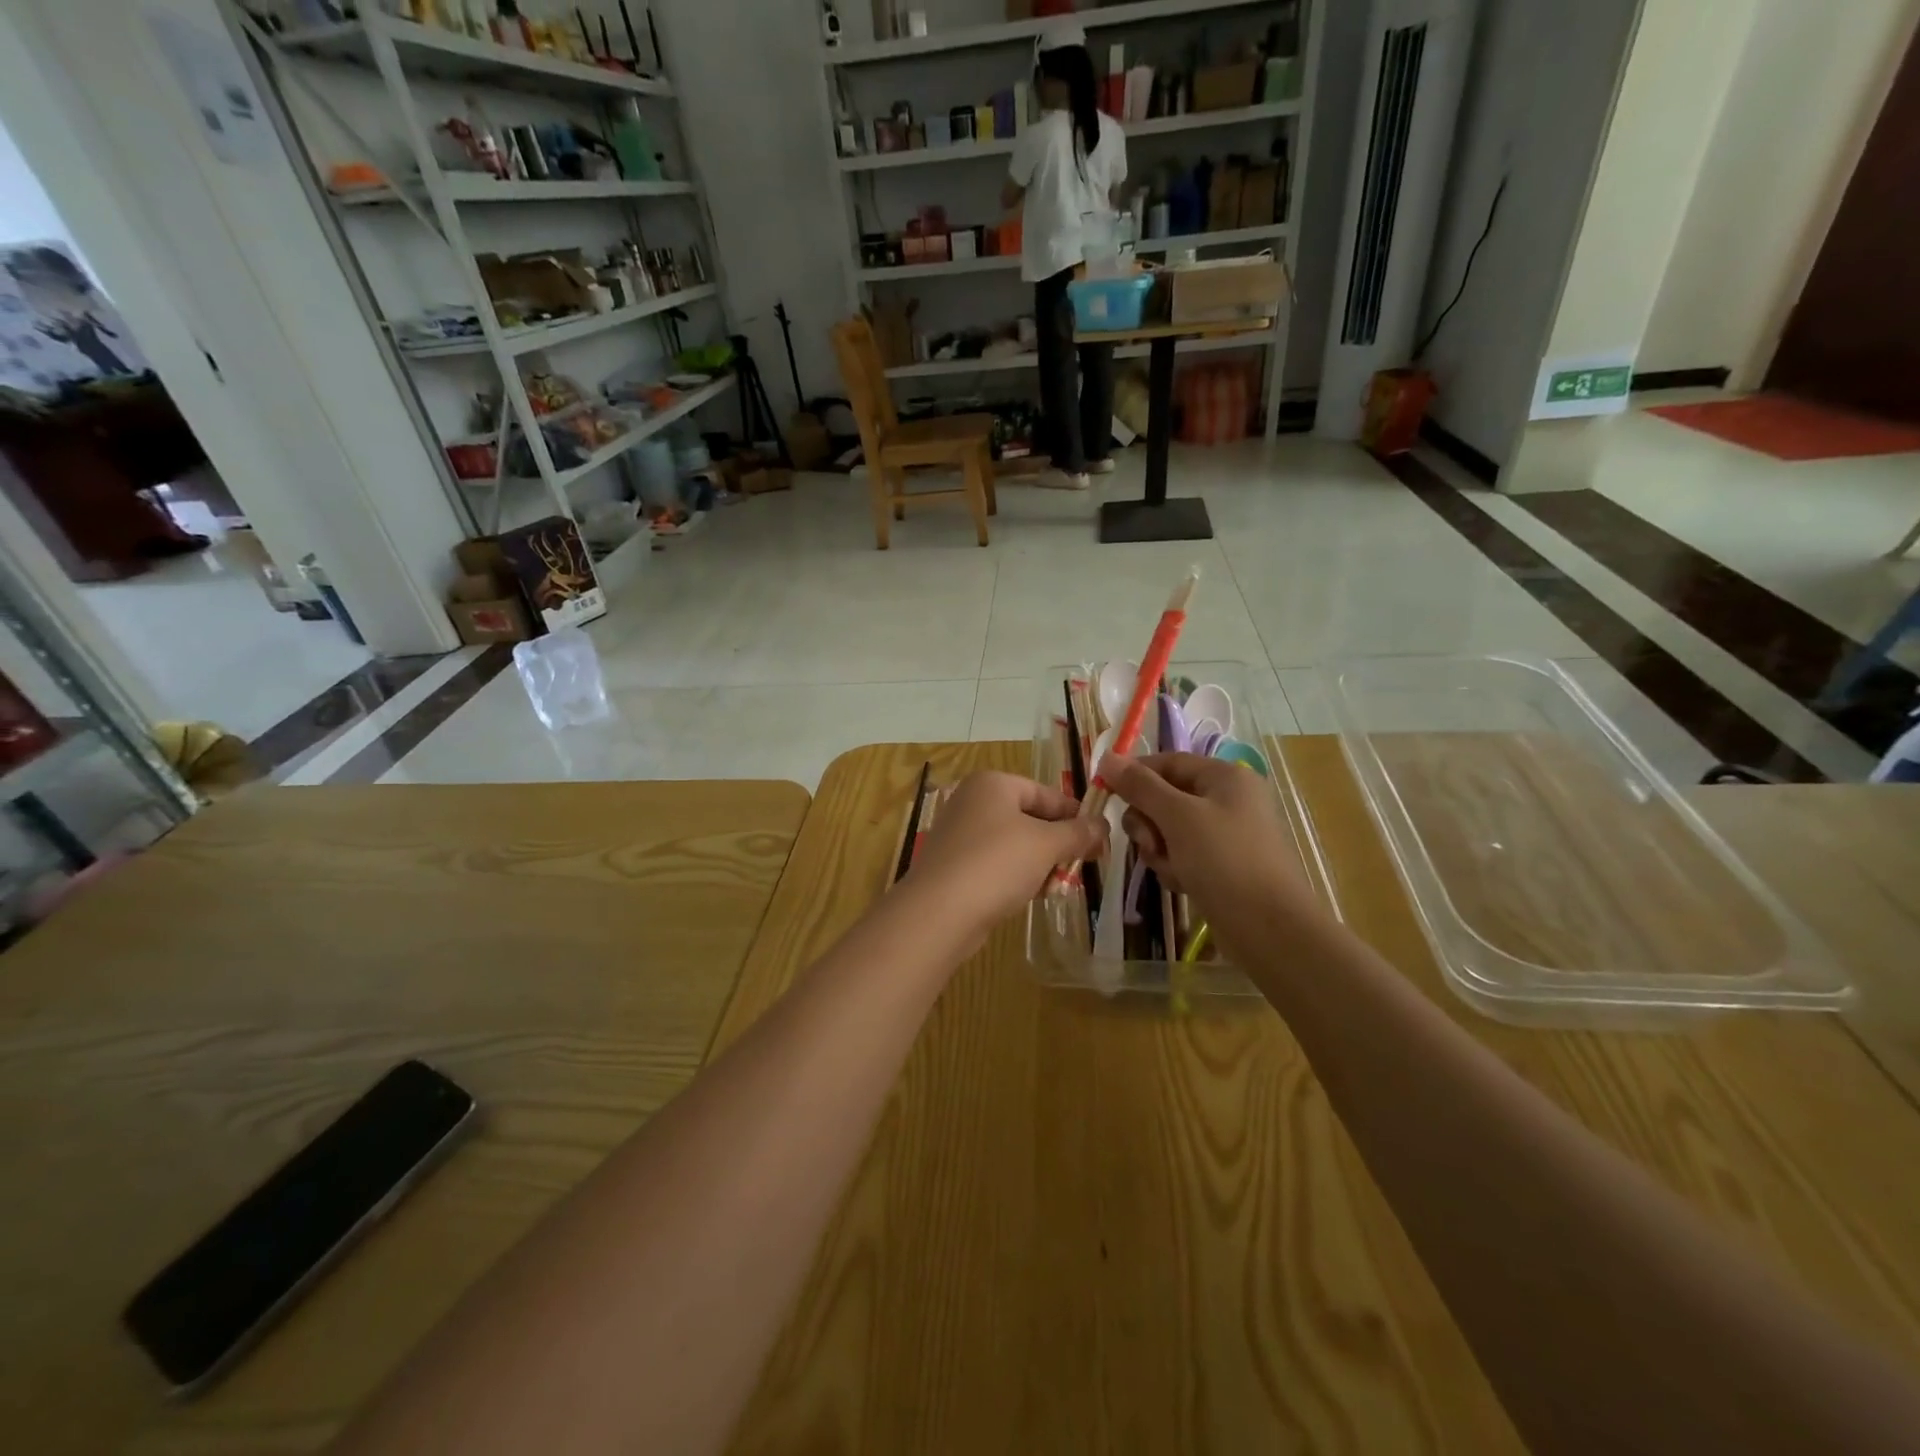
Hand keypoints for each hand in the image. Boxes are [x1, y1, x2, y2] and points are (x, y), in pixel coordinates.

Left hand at [903, 772, 1104, 949]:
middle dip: (1058, 844)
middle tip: (1082, 866)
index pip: (1046, 793)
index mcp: (993, 784)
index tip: (1100, 840)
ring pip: (1015, 844)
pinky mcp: (954, 866)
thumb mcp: (1046, 844)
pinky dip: (1017, 877)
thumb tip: (1103, 825)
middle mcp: (973, 802)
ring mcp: (960, 835)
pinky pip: (996, 865)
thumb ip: (1078, 833)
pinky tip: (1032, 896)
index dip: (1075, 816)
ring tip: (1057, 887)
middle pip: (1030, 819)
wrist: (939, 912)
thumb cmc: (997, 863)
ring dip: (1041, 864)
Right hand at [1100, 752, 1322, 942]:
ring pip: (1169, 830)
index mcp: (1225, 777)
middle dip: (1149, 822)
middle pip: (1165, 798)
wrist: (1270, 929)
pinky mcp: (1222, 866)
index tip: (1106, 794)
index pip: (1167, 762)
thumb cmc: (1225, 860)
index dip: (1135, 775)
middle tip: (1150, 843)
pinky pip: (1183, 855)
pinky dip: (1176, 867)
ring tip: (1173, 870)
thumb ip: (1140, 786)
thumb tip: (1107, 757)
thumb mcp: (1177, 816)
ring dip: (1160, 849)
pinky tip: (1183, 884)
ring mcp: (1226, 835)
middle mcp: (1227, 800)